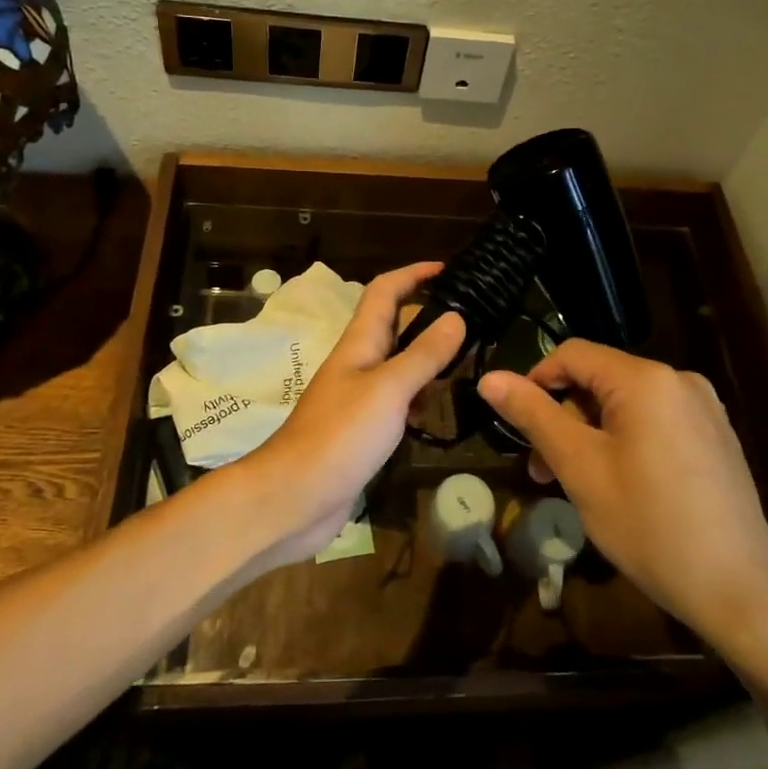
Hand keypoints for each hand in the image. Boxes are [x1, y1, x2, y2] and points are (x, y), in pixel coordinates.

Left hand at [232, 263, 464, 567]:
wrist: (293, 498)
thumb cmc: (339, 435)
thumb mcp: (389, 390)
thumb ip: (423, 355)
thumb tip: (456, 316)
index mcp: (360, 343)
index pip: (385, 291)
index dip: (413, 274)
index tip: (449, 270)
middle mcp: (359, 363)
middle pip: (395, 326)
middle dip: (430, 317)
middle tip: (474, 323)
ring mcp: (359, 398)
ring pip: (399, 365)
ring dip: (429, 360)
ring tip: (468, 364)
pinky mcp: (363, 430)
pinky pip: (397, 402)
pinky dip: (419, 400)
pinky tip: (438, 413)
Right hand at [478, 341, 767, 636]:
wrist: (741, 592)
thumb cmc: (650, 525)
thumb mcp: (580, 468)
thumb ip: (534, 416)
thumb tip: (489, 378)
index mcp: (646, 379)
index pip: (573, 354)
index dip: (535, 381)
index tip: (516, 425)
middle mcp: (679, 381)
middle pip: (601, 380)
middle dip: (563, 416)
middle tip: (542, 470)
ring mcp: (704, 409)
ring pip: (626, 405)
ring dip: (591, 433)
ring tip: (577, 484)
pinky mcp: (716, 438)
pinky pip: (655, 423)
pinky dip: (624, 442)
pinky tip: (620, 486)